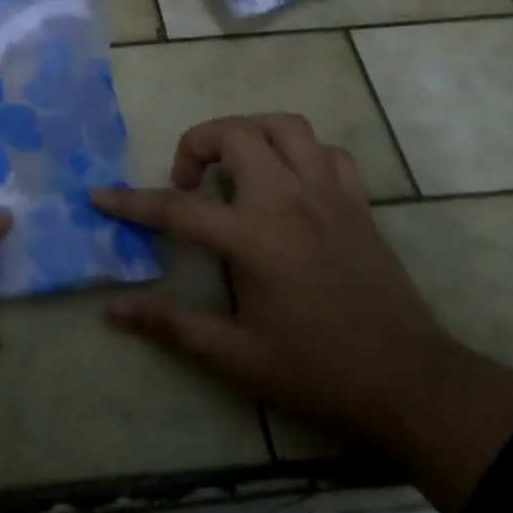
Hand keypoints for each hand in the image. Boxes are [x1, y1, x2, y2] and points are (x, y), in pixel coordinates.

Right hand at [93, 114, 444, 444]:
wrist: (413, 386)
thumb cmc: (319, 373)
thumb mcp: (236, 358)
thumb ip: (172, 326)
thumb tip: (113, 310)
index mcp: (253, 237)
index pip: (175, 208)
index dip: (130, 202)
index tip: (99, 195)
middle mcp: (287, 199)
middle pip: (234, 133)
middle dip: (195, 143)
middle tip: (187, 181)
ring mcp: (328, 194)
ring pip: (284, 126)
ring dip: (250, 133)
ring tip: (234, 165)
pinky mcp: (358, 203)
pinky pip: (328, 152)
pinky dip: (301, 153)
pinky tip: (290, 182)